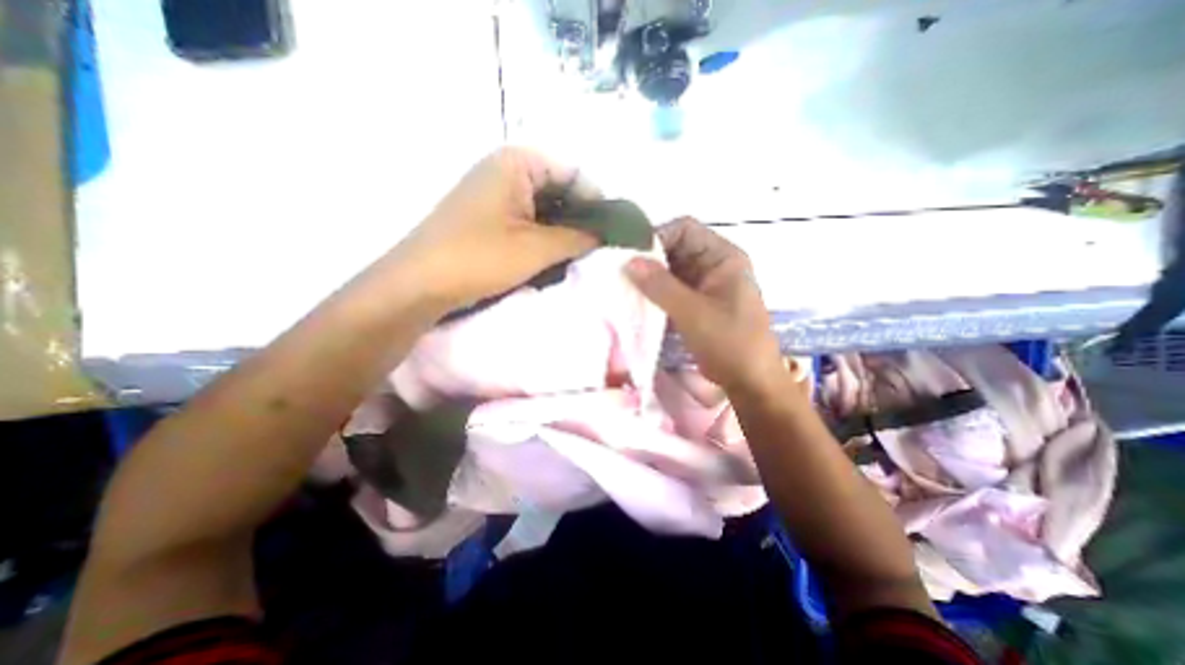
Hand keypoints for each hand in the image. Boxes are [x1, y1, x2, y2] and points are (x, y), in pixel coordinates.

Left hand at [396, 149, 601, 309]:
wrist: (418, 284)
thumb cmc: (479, 258)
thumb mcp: (537, 249)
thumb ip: (578, 238)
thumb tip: (605, 235)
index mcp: (517, 163)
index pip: (574, 174)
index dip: (596, 202)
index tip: (612, 232)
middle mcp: (505, 171)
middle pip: (559, 191)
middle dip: (579, 221)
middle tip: (597, 250)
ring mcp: (494, 194)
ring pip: (544, 209)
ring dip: (561, 233)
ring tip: (577, 258)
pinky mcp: (488, 217)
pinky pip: (527, 222)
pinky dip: (543, 239)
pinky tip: (552, 260)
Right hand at [621, 218, 784, 394]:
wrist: (748, 381)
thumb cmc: (729, 342)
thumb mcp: (693, 312)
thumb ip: (660, 286)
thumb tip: (628, 261)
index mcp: (722, 257)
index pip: (684, 230)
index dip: (657, 236)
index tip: (629, 254)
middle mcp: (713, 265)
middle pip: (675, 249)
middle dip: (649, 259)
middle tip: (620, 272)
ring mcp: (704, 285)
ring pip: (670, 271)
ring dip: (649, 278)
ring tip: (623, 286)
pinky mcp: (695, 303)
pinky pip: (671, 290)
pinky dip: (654, 293)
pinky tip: (636, 301)